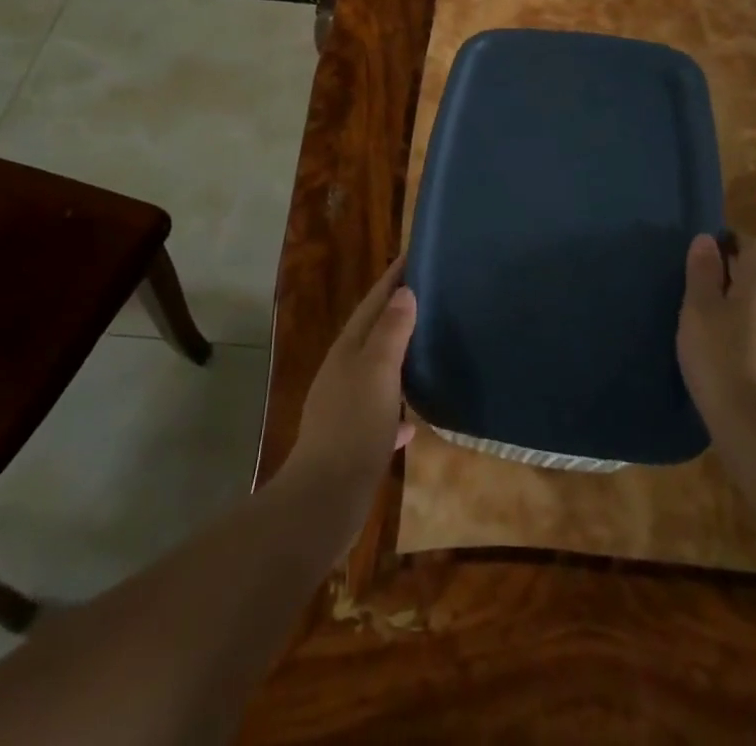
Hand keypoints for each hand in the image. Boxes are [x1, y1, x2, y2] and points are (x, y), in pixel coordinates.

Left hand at [283, 257, 416, 522]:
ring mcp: (346, 408)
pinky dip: (397, 409)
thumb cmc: (354, 426)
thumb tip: (404, 291)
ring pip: (376, 371)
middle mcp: (343, 373)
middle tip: (430, 295)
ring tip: (427, 346)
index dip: (392, 279)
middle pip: (372, 333)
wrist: (325, 500)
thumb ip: (390, 331)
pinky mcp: (353, 441)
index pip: (372, 303)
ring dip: (398, 356)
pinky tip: (414, 420)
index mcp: (348, 350)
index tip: (415, 255)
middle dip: (397, 313)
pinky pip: (380, 414)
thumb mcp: (377, 371)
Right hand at [677, 232, 755, 429]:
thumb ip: (703, 272)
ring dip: (732, 306)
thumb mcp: (699, 308)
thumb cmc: (722, 357)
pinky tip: (716, 351)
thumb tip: (707, 240)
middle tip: (694, 285)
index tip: (702, 253)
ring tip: (699, 319)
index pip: (754, 246)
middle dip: (729, 274)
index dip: (729, 242)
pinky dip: (738, 333)